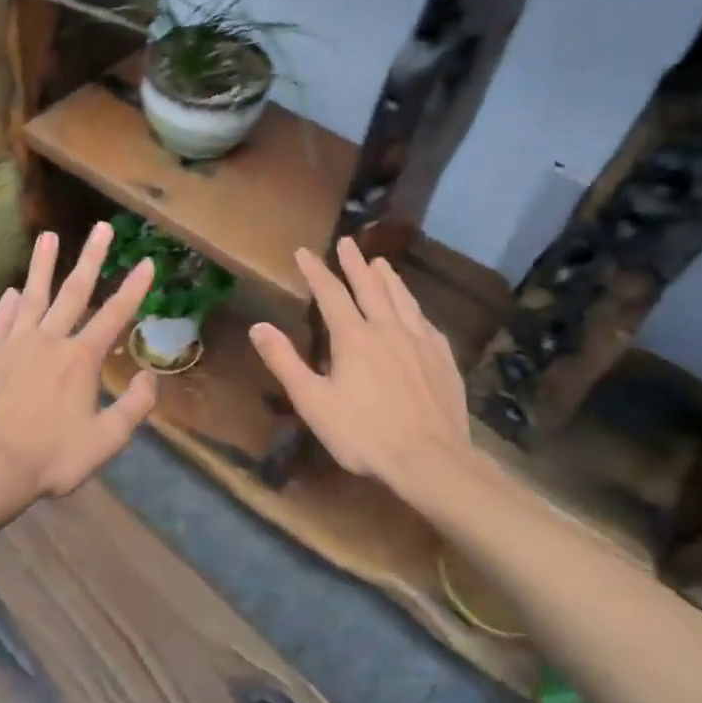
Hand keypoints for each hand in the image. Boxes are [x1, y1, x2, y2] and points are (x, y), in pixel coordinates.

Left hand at [0, 222, 157, 506]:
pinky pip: (1, 322)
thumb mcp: (106, 440)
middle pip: (74, 292)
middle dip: (91, 258)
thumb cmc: (52, 457)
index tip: (146, 261)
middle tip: (101, 227)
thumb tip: (150, 377)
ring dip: (42, 265)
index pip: (114, 315)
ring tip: (47, 235)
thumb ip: (134, 407)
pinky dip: (8, 305)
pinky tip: (12, 291)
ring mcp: (15, 345)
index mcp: (81, 359)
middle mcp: (49, 341)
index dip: (134, 288)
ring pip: (33, 296)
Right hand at [249, 238, 473, 502]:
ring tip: (381, 262)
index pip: (331, 294)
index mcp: (354, 337)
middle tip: (347, 242)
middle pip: (370, 287)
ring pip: (402, 298)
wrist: (431, 459)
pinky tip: (414, 309)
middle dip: (355, 263)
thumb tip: (258, 327)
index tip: (304, 252)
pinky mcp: (442, 357)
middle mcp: (388, 329)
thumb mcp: (313, 402)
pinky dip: (413, 306)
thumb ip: (285, 362)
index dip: (316, 272)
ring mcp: (420, 341)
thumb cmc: (364, 434)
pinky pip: (424, 320)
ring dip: (388, 278)